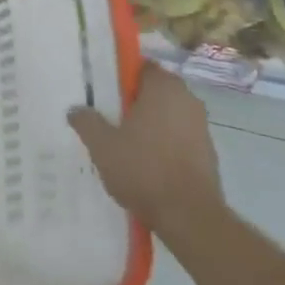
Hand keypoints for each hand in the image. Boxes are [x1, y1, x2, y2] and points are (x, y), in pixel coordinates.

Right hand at [69, 62, 223, 225]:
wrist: (189, 217)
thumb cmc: (143, 169)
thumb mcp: (101, 145)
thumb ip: (86, 121)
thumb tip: (75, 110)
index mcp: (163, 87)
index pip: (141, 67)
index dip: (121, 77)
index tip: (104, 92)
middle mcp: (187, 99)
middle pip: (155, 91)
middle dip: (134, 102)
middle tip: (109, 118)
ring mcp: (201, 127)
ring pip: (168, 115)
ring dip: (150, 124)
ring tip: (124, 144)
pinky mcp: (208, 153)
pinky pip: (179, 138)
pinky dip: (164, 144)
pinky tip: (146, 164)